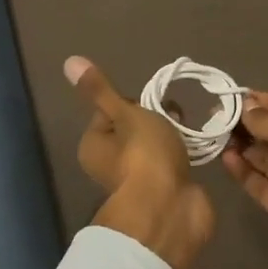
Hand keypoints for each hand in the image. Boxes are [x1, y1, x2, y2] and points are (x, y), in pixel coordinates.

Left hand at [65, 55, 214, 268]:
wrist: (171, 207)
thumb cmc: (143, 154)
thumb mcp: (123, 113)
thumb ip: (101, 90)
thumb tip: (70, 62)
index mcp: (93, 145)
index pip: (111, 110)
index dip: (133, 102)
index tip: (150, 105)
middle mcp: (110, 163)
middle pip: (135, 127)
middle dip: (157, 119)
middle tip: (173, 119)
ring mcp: (139, 178)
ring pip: (156, 145)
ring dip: (173, 136)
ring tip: (188, 133)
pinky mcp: (164, 189)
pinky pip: (173, 162)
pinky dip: (184, 154)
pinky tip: (197, 150)